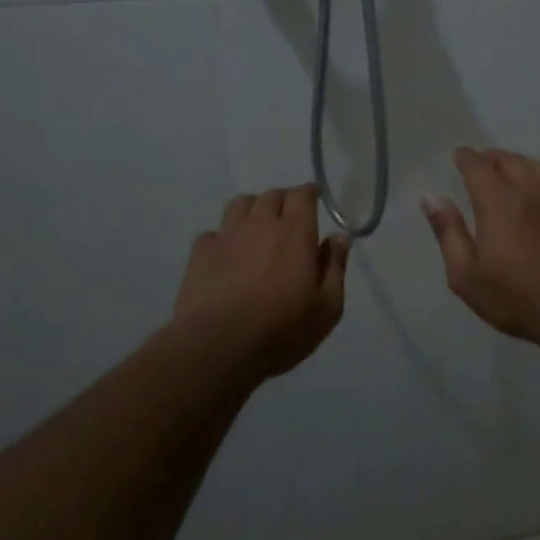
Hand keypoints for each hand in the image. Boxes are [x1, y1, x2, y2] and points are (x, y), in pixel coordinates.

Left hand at [175, 184, 349, 380]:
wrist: (219, 346)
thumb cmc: (281, 330)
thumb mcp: (327, 307)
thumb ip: (335, 267)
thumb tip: (339, 236)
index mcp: (295, 233)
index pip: (302, 196)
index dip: (309, 193)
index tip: (315, 196)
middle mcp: (260, 225)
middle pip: (271, 196)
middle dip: (283, 200)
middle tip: (290, 216)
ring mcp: (227, 237)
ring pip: (240, 205)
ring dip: (252, 208)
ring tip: (257, 226)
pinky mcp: (200, 254)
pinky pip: (213, 233)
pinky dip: (223, 236)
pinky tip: (227, 253)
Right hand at [421, 148, 539, 345]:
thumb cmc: (515, 296)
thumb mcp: (466, 274)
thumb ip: (448, 232)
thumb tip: (430, 197)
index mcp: (499, 202)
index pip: (479, 167)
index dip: (466, 158)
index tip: (457, 155)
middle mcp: (528, 193)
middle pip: (509, 160)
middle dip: (490, 156)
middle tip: (477, 161)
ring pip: (534, 166)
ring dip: (515, 161)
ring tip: (504, 168)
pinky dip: (534, 175)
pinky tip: (531, 191)